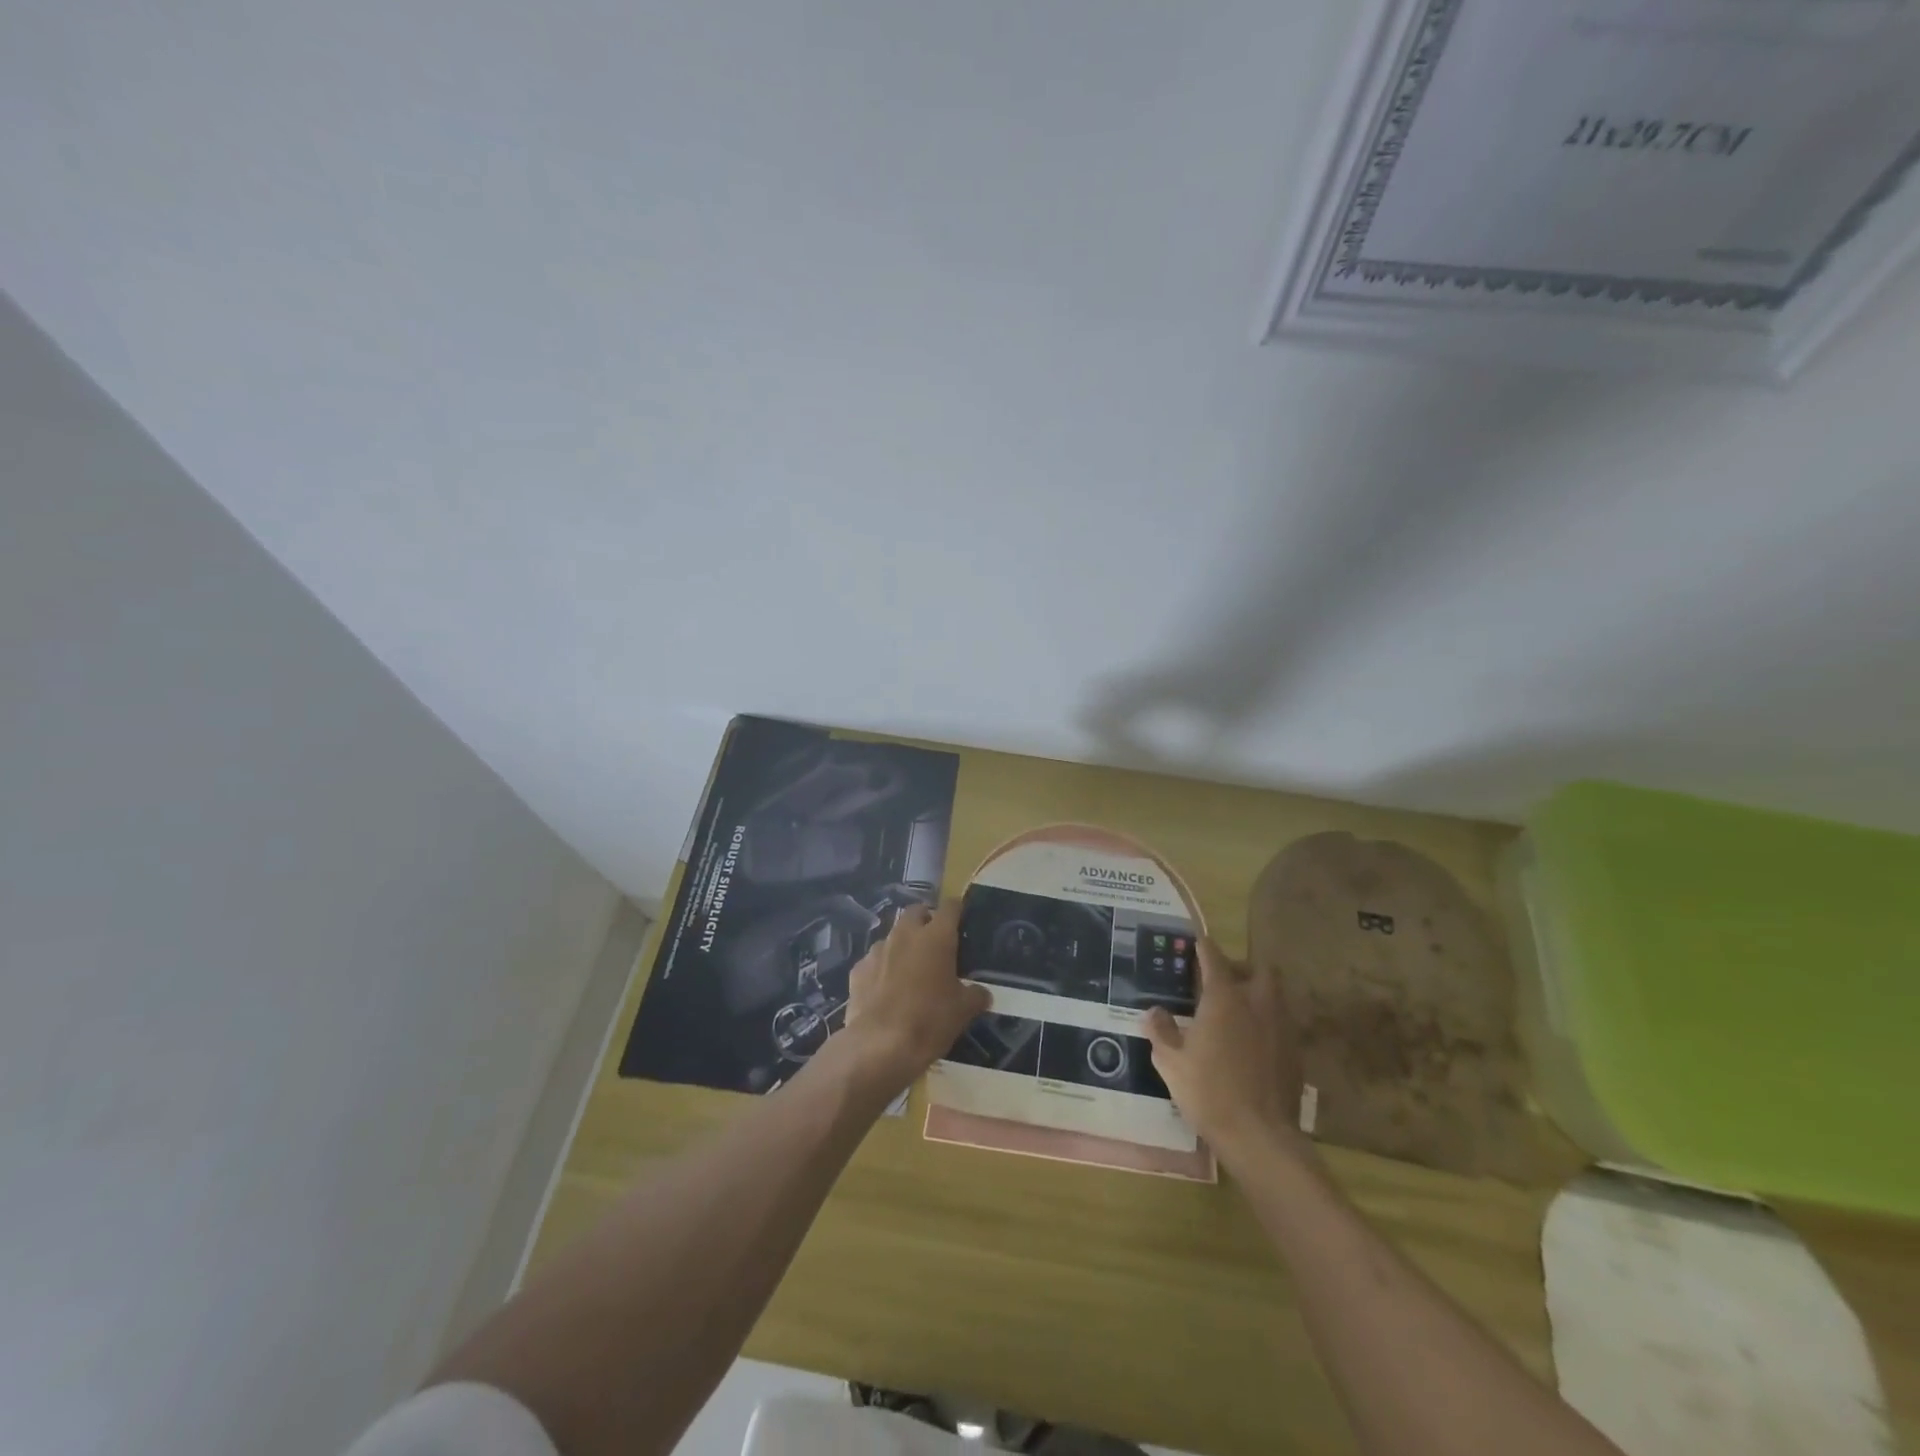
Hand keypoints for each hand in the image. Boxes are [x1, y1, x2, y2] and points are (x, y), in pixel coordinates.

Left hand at [839, 903, 991, 1097]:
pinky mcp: (858, 969)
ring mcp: (878, 950)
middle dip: (926, 920)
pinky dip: (882, 967)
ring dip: (903, 944)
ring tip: (910, 968)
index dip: (957, 910)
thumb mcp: (963, 1011)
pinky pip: (874, 960)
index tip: (962, 919)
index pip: (950, 907)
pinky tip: (886, 988)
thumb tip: (982, 993)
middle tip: (935, 942)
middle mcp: (905, 934)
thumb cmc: (929, 1021)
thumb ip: (975, 995)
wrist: (879, 1046)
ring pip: (893, 935)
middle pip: (916, 912)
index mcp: (936, 937)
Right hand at [1145, 938, 1307, 1158]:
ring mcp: (1281, 1027)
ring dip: (1257, 994)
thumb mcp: (1171, 1062)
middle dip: (1240, 968)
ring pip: (1274, 994)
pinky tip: (1250, 1043)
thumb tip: (1153, 1012)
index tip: (1195, 942)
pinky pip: (1281, 1023)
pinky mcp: (1295, 1052)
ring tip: (1235, 1011)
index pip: (1214, 958)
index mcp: (1224, 998)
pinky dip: (1266, 1022)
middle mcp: (1257, 1003)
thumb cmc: (1209, 1091)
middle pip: (1257, 969)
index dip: (1203, 947)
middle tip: (1220, 981)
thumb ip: (1161, 1031)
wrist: (1260, 1136)